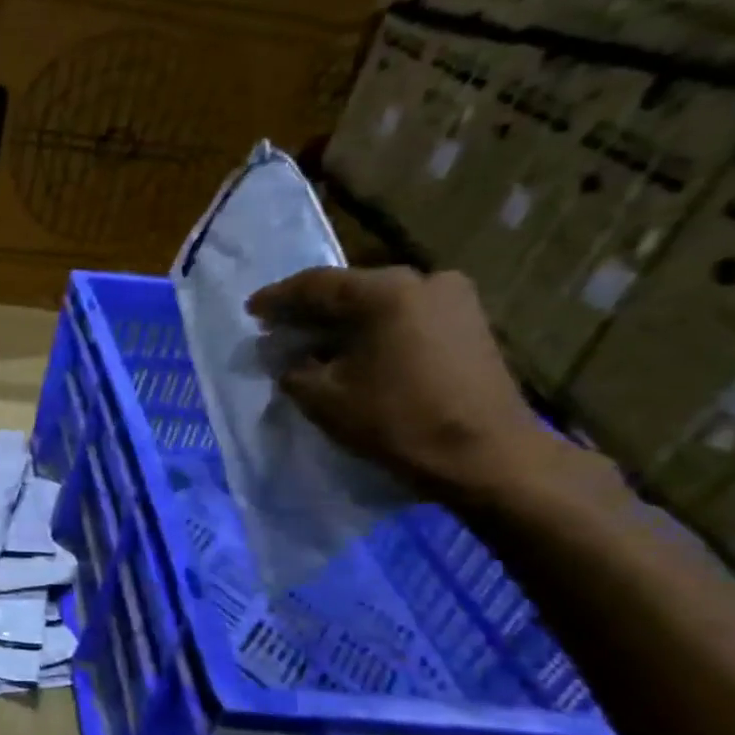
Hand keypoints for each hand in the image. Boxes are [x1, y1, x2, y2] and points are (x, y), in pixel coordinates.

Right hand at [246, 266, 575, 506]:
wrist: (484, 454)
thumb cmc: (395, 420)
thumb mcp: (322, 397)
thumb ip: (292, 369)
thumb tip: (286, 357)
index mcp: (385, 291)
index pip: (315, 284)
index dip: (277, 299)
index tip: (251, 311)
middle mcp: (423, 280)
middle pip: (350, 289)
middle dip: (311, 309)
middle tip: (278, 327)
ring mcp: (453, 299)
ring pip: (379, 303)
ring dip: (342, 321)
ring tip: (311, 342)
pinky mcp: (468, 323)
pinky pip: (404, 316)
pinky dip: (372, 329)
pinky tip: (351, 350)